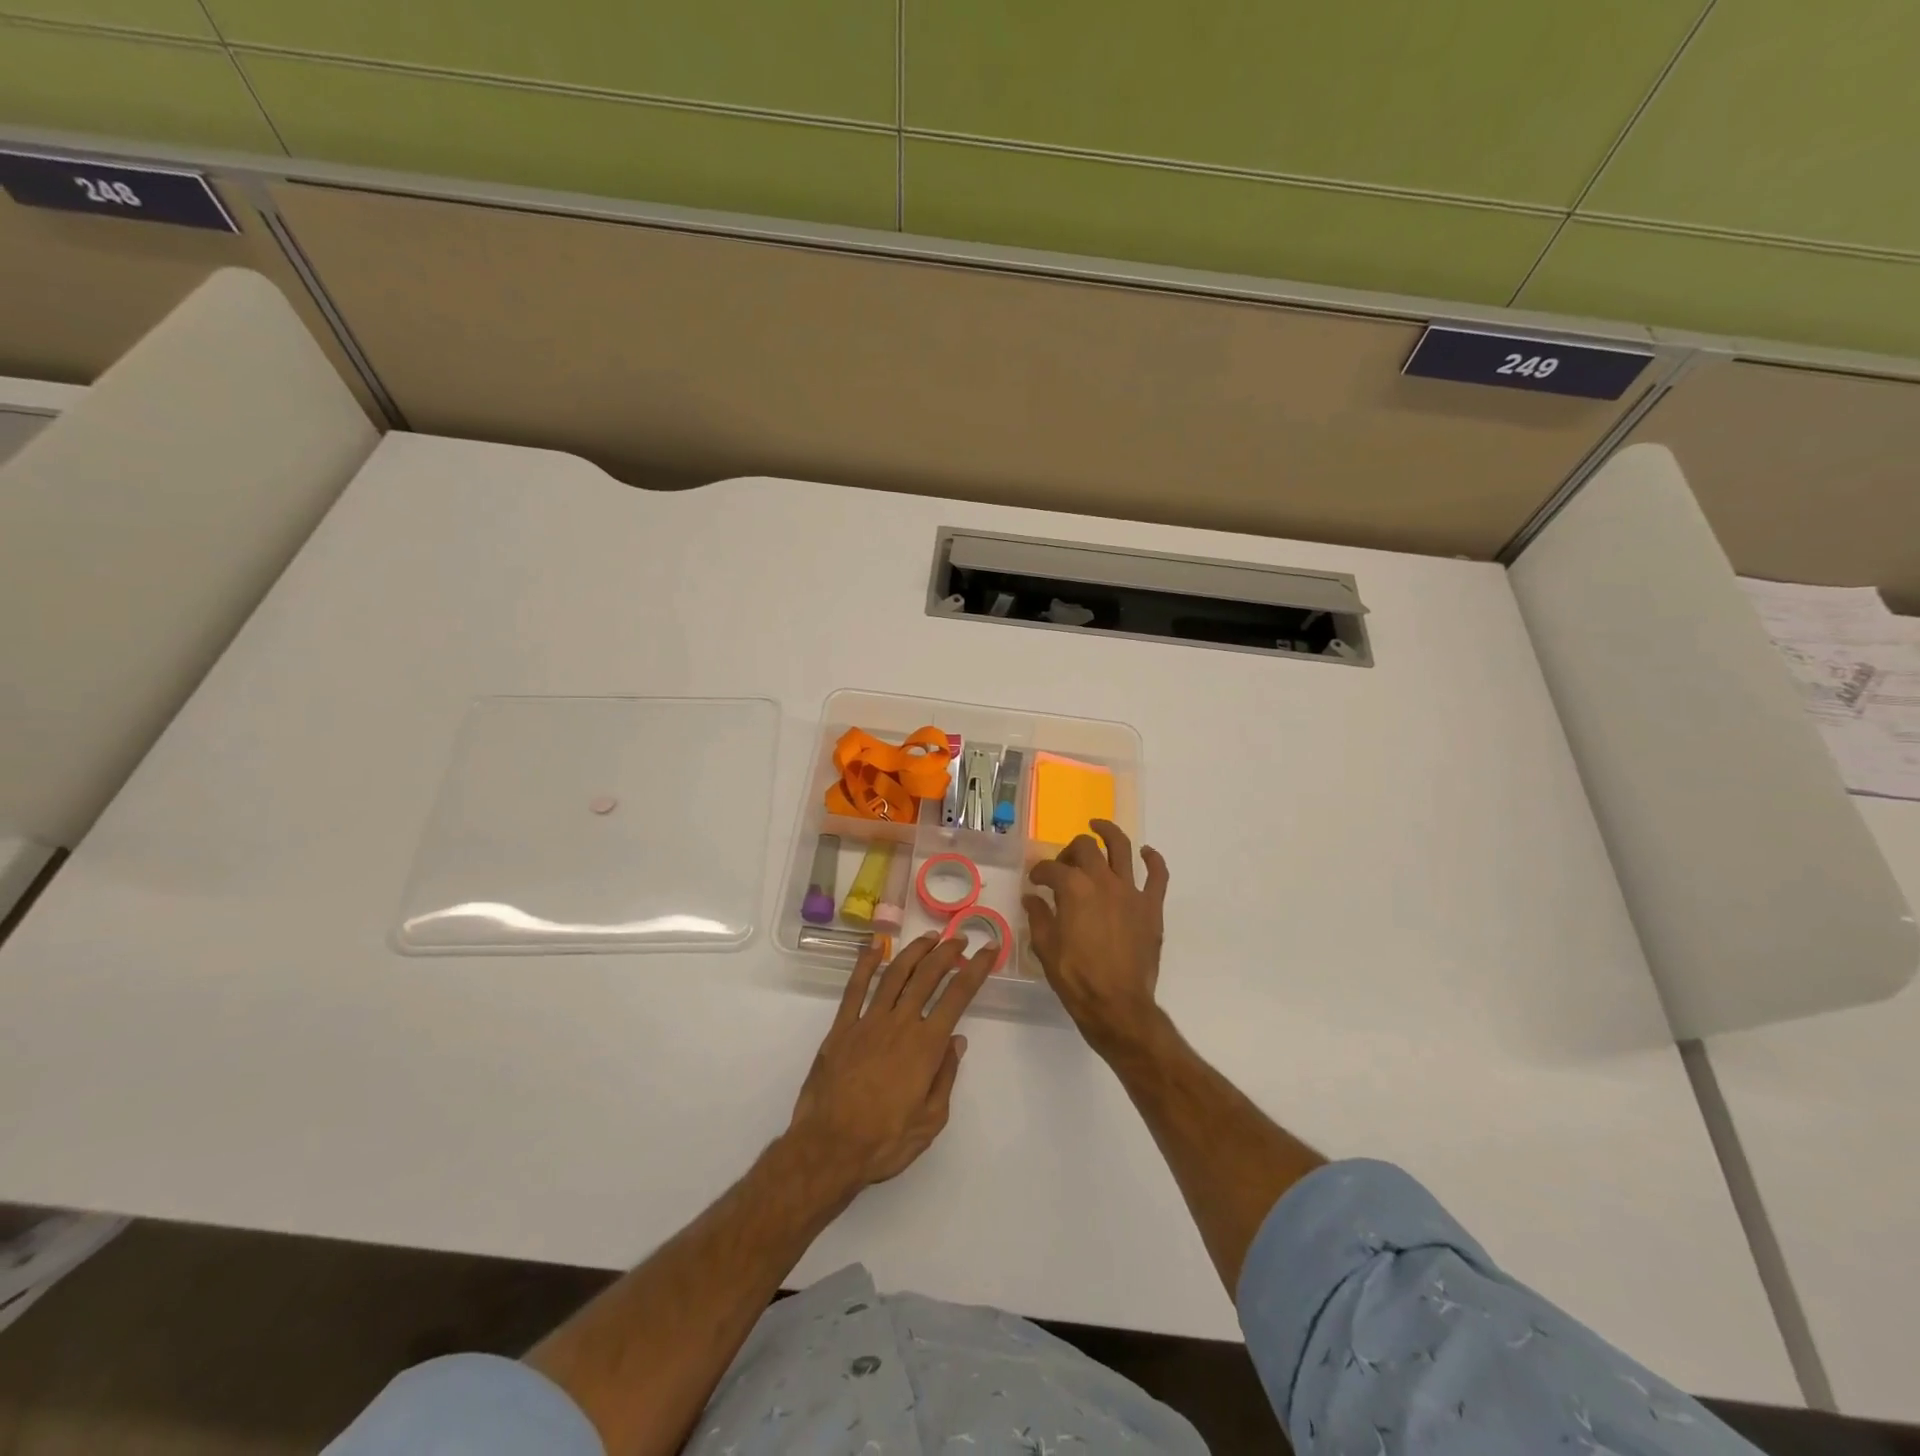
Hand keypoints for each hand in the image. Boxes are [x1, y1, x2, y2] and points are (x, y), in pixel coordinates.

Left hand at [787, 932, 995, 1195]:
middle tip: (960, 939)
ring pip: (895, 974)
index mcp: (926, 1045)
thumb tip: (957, 1041)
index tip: (989, 950)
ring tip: (930, 938)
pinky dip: (865, 963)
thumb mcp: (930, 1120)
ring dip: (915, 951)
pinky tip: (874, 947)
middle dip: (948, 953)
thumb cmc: (885, 1141)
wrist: (828, 1149)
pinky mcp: (841, 1028)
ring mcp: (867, 1022)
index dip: (976, 969)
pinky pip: (854, 988)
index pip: (958, 996)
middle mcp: (900, 1024)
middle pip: (928, 976)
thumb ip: (945, 1077)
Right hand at [1024, 819, 1169, 1056]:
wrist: (1117, 1005)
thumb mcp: (1045, 948)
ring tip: (1098, 825)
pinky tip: (1146, 853)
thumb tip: (1032, 897)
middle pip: (1085, 848)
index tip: (1035, 881)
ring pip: (1121, 847)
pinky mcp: (1151, 906)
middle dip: (1069, 850)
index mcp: (1073, 889)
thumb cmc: (1076, 978)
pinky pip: (1157, 875)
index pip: (1051, 869)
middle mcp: (1102, 881)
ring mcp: (1131, 891)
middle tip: (1063, 863)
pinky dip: (1153, 859)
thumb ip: (1038, 916)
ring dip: (1108, 832)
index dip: (1040, 872)